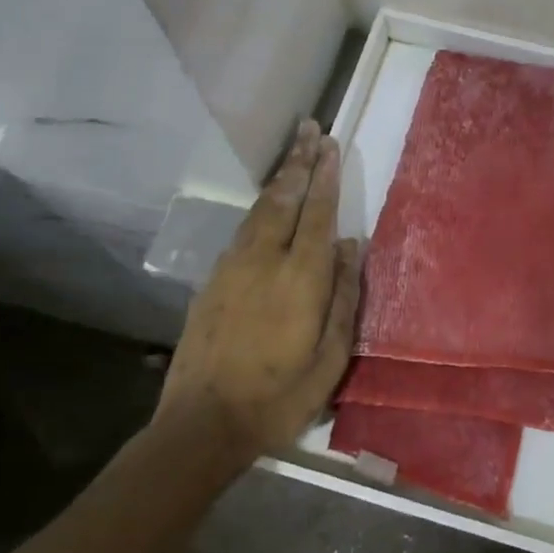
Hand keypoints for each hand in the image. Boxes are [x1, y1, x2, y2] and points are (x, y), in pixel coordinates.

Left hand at [158, 121, 363, 461]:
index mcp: (300, 277)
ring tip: (292, 154)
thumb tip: (351, 245)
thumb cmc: (279, 397)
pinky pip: (243, 231)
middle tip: (309, 128)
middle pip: (284, 198)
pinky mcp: (213, 282)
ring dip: (278, 179)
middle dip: (299, 161)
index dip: (325, 176)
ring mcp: (233, 268)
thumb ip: (345, 296)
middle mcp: (264, 260)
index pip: (317, 213)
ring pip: (259, 210)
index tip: (331, 144)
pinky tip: (266, 206)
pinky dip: (260, 207)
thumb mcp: (330, 357)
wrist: (202, 423)